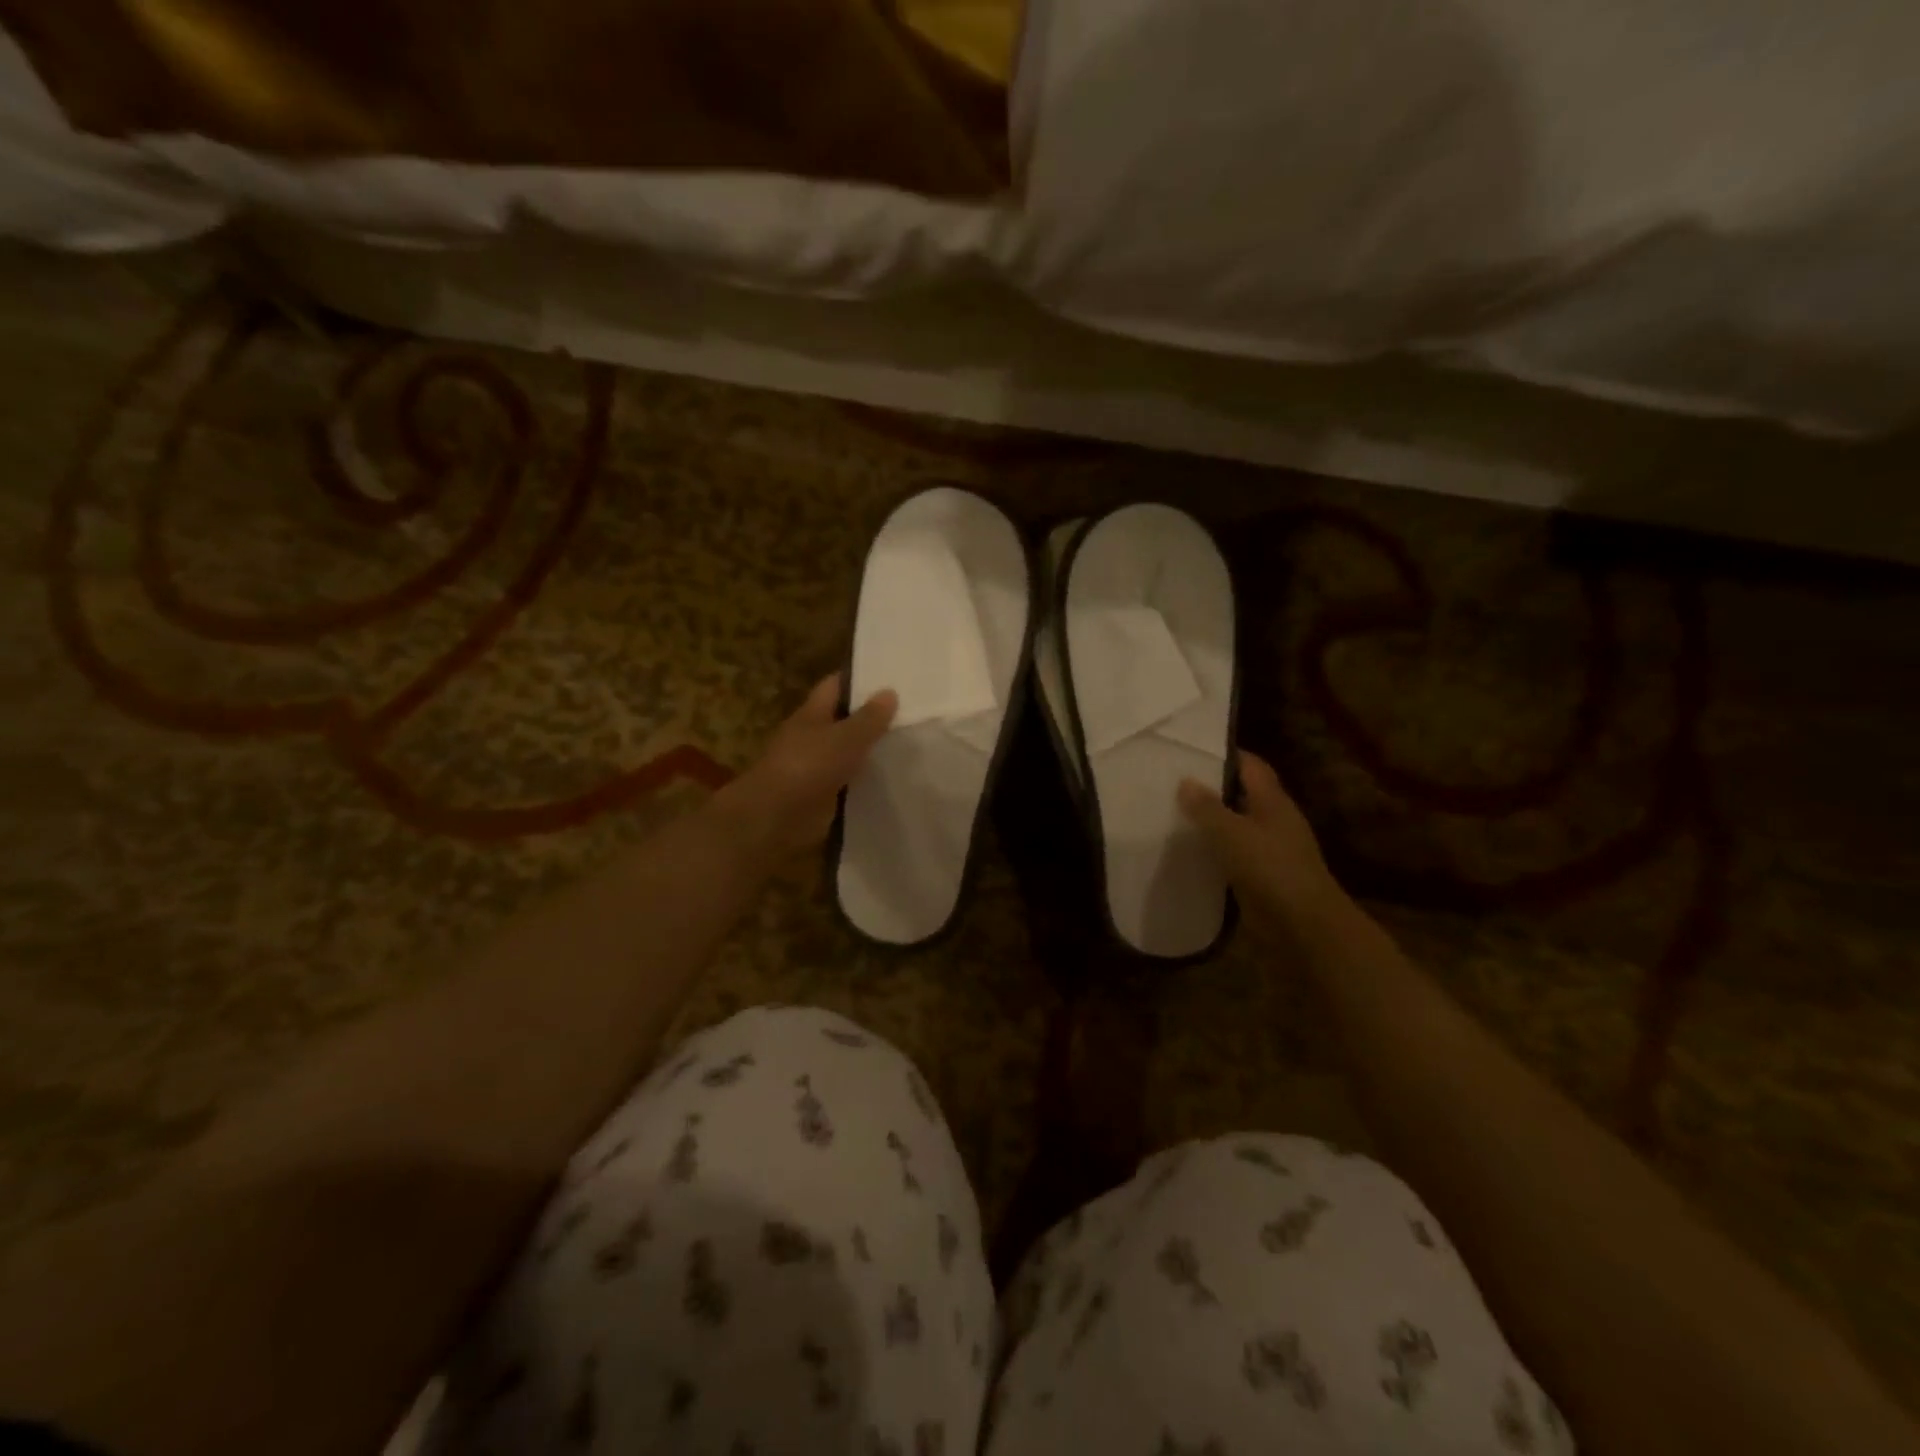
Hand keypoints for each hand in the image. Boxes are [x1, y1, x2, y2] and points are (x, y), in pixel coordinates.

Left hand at [715, 675, 898, 858]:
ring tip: (911, 742)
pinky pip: (850, 780)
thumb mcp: (844, 738)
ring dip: (872, 749)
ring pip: (849, 751)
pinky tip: (895, 777)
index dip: (859, 678)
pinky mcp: (823, 794)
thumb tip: (890, 692)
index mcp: (812, 714)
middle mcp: (813, 736)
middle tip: (911, 710)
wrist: (775, 818)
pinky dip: (868, 778)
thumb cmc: (807, 767)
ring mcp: (817, 766)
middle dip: (872, 715)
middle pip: (844, 719)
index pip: (835, 686)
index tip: (891, 675)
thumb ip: (869, 718)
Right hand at [1179, 751, 1348, 943]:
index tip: (1192, 750)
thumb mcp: (1232, 833)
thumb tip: (1185, 781)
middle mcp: (1274, 820)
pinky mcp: (1262, 876)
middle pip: (1243, 794)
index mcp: (1273, 802)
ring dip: (1212, 820)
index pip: (1251, 766)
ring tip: (1174, 813)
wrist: (1304, 926)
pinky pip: (1234, 853)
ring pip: (1237, 825)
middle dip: (1212, 787)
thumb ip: (1207, 807)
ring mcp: (1270, 849)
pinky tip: (1189, 850)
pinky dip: (1215, 848)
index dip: (1226, 755)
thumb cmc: (1271, 869)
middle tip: (1173, 781)